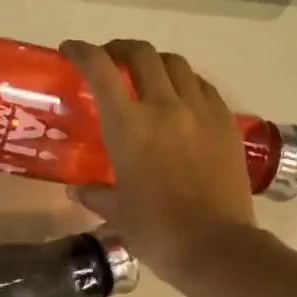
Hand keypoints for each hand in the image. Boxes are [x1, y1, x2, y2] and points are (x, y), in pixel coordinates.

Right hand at [60, 38, 258, 277]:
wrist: (215, 246)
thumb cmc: (156, 231)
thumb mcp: (116, 212)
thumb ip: (95, 194)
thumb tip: (78, 190)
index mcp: (127, 125)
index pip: (100, 69)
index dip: (82, 51)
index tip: (70, 50)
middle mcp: (163, 106)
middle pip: (142, 54)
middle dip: (120, 50)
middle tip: (111, 61)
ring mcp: (200, 111)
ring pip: (176, 64)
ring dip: (155, 63)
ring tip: (147, 78)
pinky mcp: (226, 123)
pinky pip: (203, 87)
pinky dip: (186, 83)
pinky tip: (182, 100)